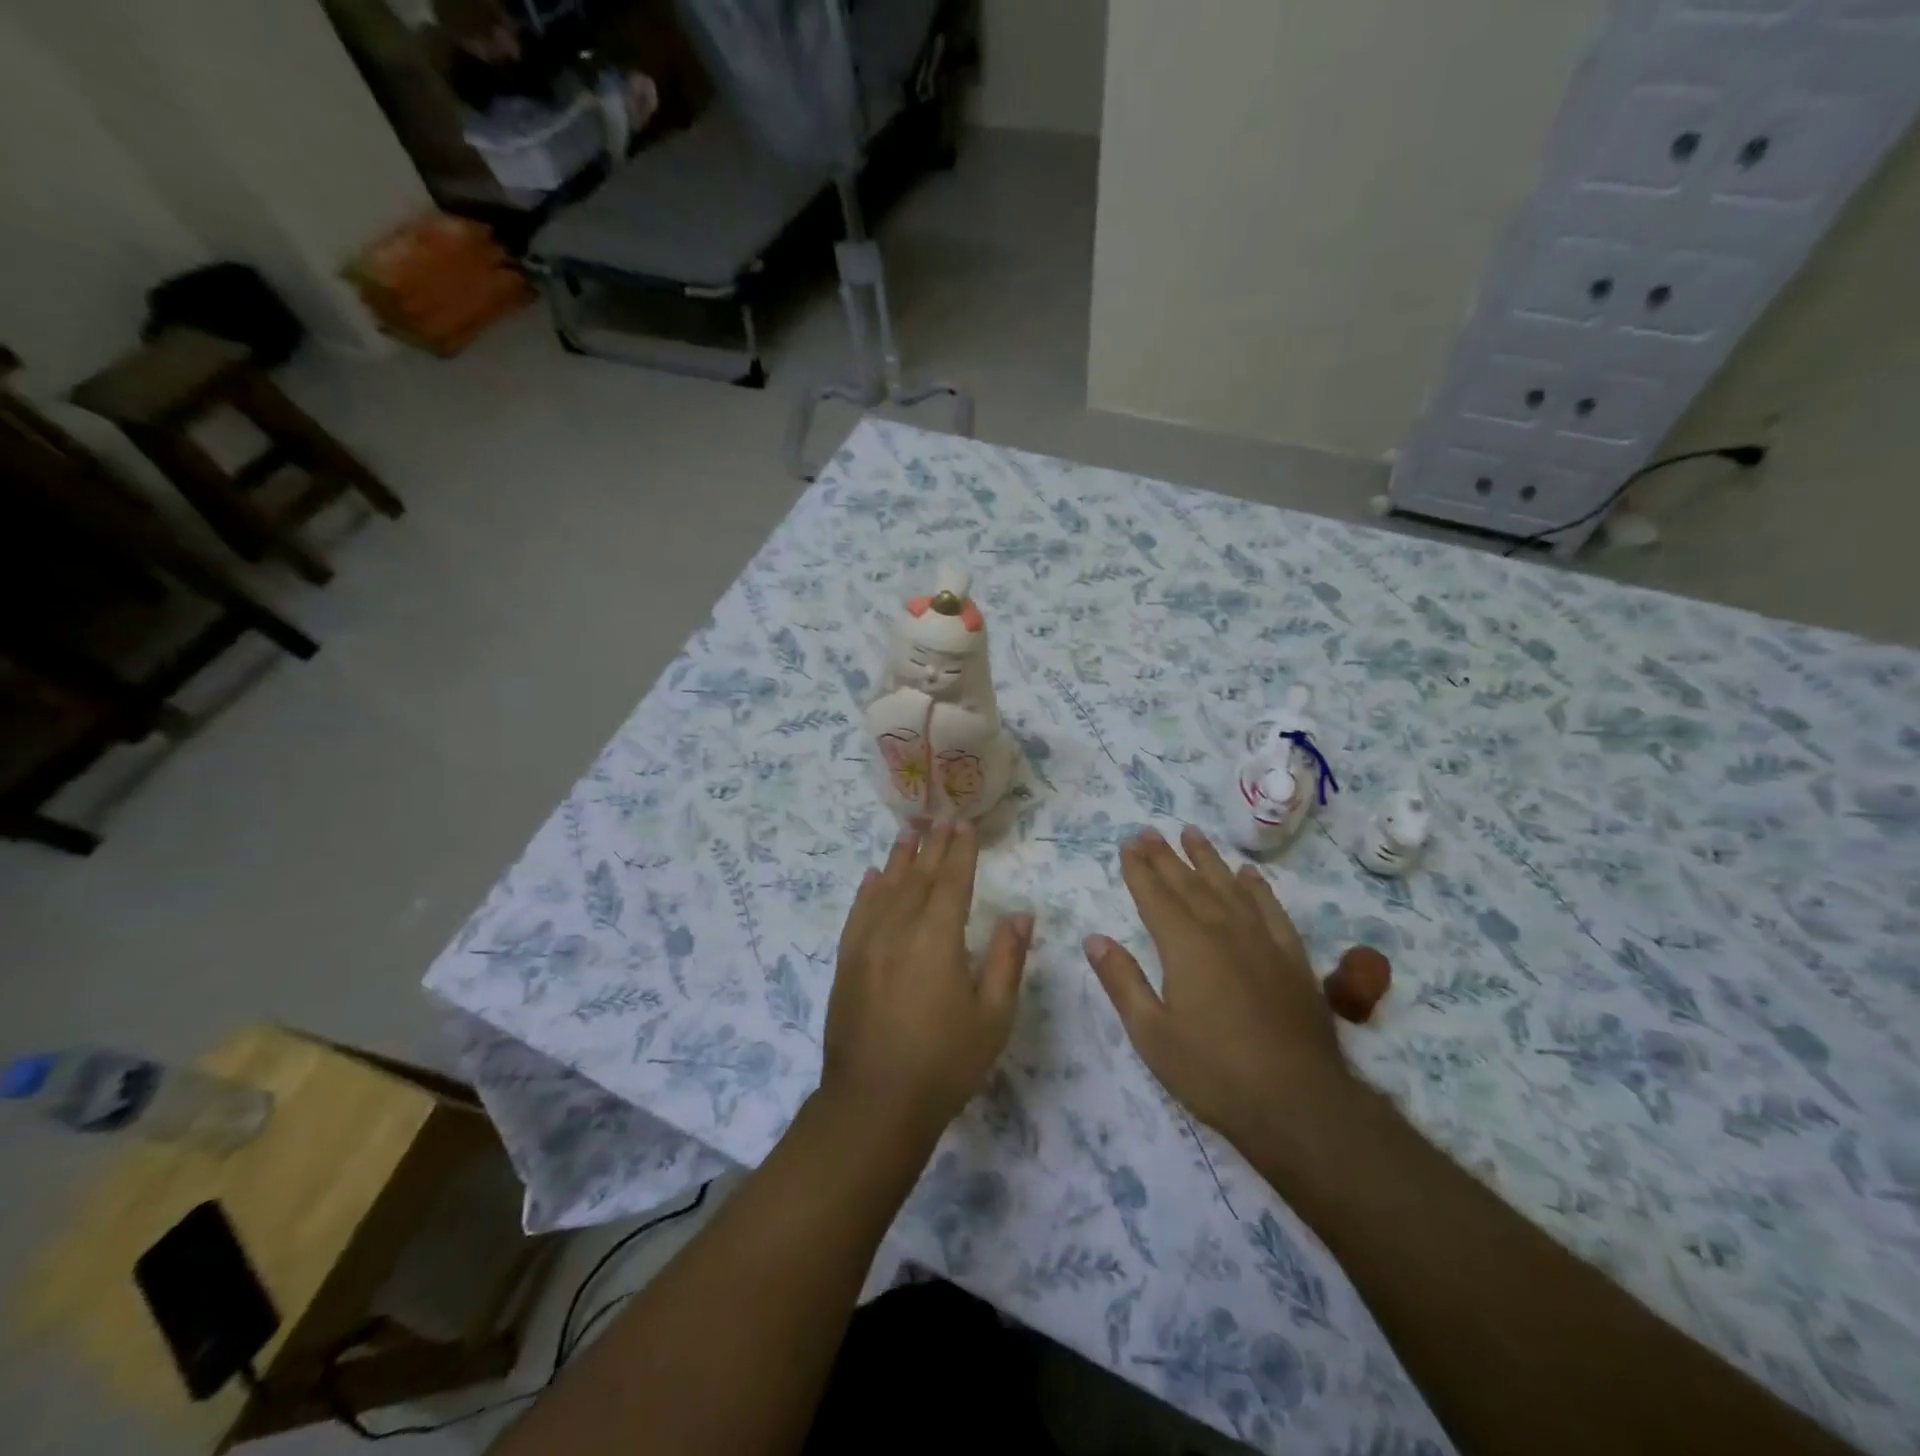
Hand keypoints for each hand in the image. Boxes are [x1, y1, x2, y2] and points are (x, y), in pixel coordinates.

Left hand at [824, 821, 1033, 1137]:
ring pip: (886, 888)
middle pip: (918, 877)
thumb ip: (1007, 958)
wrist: (874, 1103)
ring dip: (899, 858)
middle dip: (933, 846)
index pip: (952, 881)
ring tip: (909, 831)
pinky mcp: (847, 962)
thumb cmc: (945, 1062)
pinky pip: (858, 913)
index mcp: (938, 938)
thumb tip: (1021, 913)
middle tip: (942, 818)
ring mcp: (867, 944)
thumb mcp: (993, 1016)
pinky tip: (873, 876)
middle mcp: (899, 929)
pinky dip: (868, 890)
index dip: (960, 851)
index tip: (965, 825)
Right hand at [1084, 826, 1352, 1154]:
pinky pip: (1271, 909)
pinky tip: (1249, 874)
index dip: (1139, 869)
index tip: (1127, 844)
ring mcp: (1262, 941)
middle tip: (1148, 831)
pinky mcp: (1292, 958)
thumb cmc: (1213, 1072)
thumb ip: (1122, 981)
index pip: (1155, 896)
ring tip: (1191, 833)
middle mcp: (1223, 930)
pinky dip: (1257, 888)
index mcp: (1185, 946)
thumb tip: (1094, 939)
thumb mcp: (1152, 1034)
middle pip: (1189, 883)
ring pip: (1229, 887)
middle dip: (1165, 856)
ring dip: (1207, 859)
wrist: (1299, 1103)